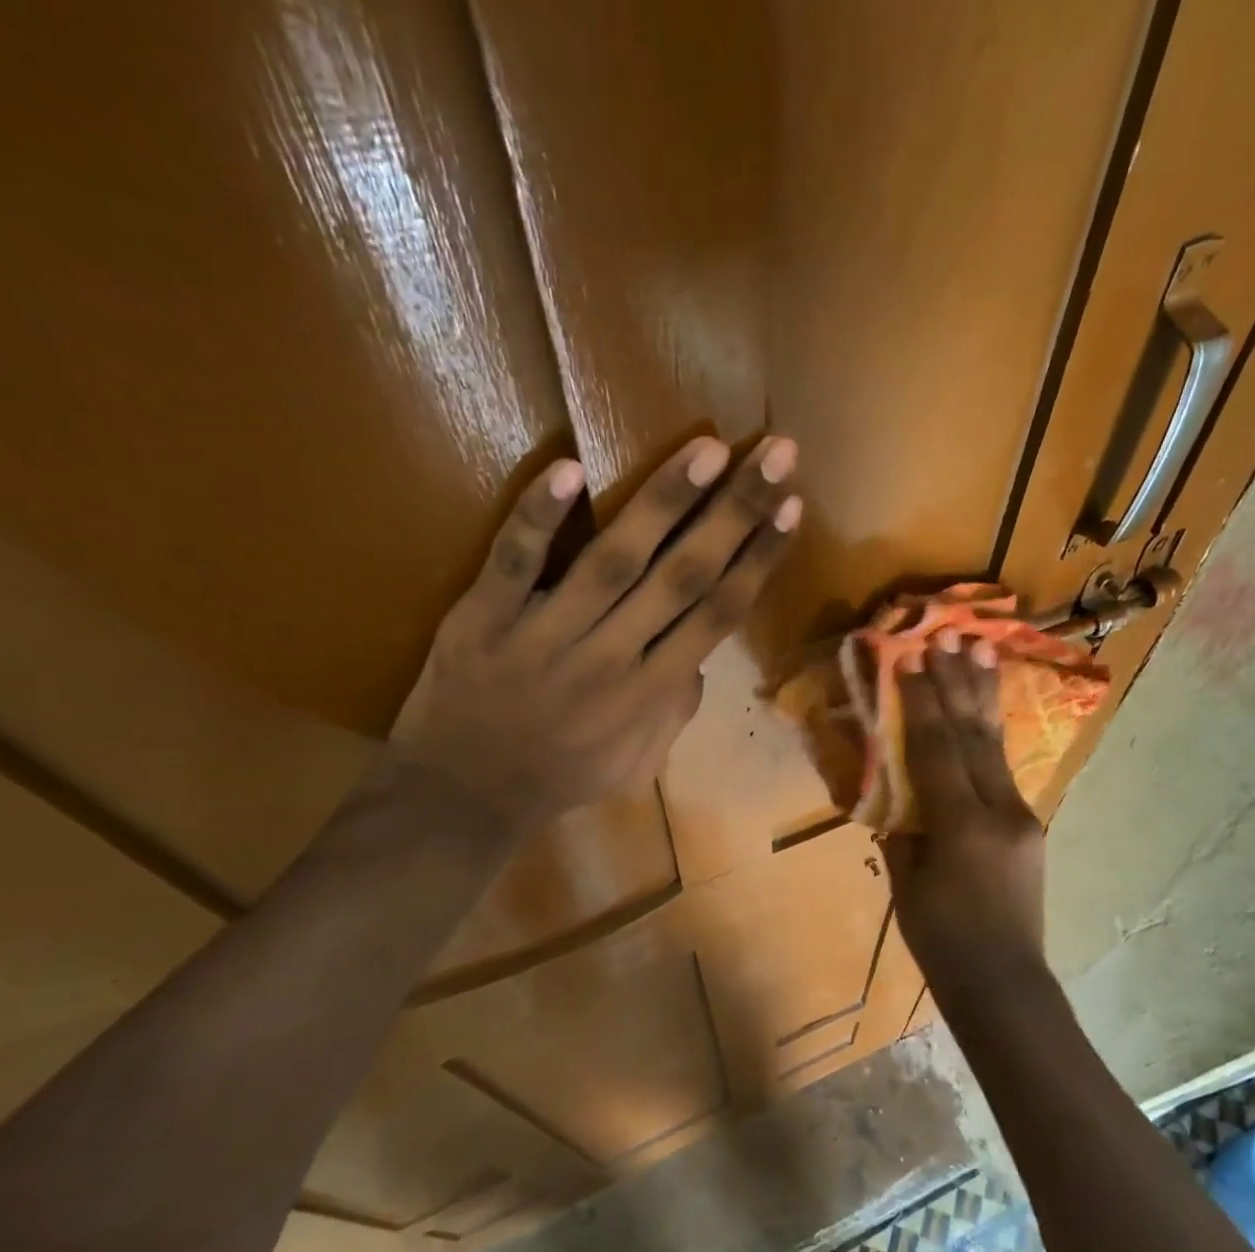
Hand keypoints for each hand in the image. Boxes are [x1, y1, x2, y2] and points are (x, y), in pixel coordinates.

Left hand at [383, 435, 801, 838]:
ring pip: (614, 560)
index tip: (791, 507)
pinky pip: (514, 564)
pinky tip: (569, 467)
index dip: (757, 558)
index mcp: (650, 693)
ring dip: (664, 503)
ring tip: (709, 449)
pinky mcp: (483, 620)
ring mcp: (545, 636)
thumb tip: (700, 656)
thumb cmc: (559, 779)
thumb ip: (675, 711)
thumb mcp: (636, 763)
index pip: (718, 614)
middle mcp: (611, 658)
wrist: (463, 798)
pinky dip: (539, 518)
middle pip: (683, 577)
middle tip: (776, 453)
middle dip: (735, 513)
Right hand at [881, 632, 1046, 982]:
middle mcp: (999, 810)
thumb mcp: (906, 883)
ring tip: (981, 648)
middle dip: (958, 682)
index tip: (910, 657)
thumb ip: (901, 829)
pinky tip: (984, 710)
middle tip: (950, 636)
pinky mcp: (1030, 825)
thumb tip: (896, 787)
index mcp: (961, 825)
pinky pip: (1004, 770)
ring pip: (996, 746)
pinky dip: (989, 735)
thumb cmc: (942, 941)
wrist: (1005, 983)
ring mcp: (1023, 816)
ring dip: (983, 696)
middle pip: (973, 735)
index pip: (937, 748)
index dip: (922, 701)